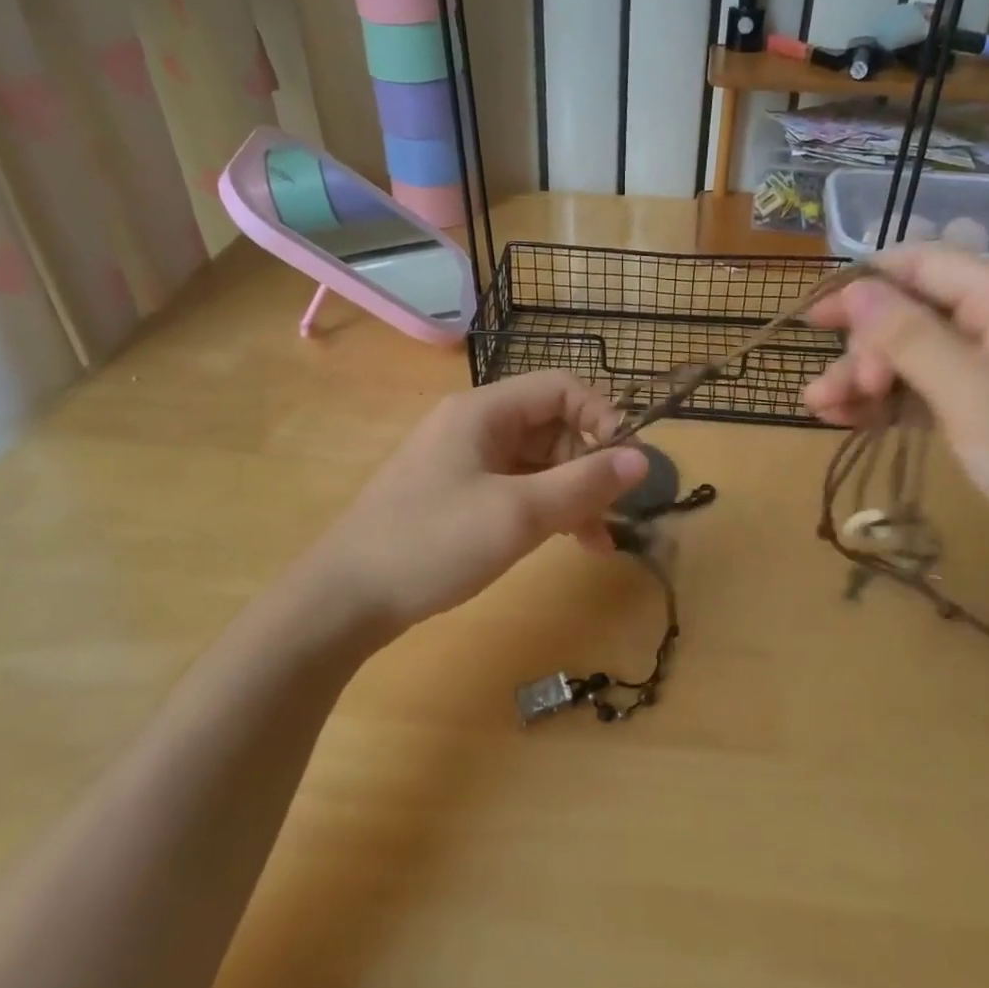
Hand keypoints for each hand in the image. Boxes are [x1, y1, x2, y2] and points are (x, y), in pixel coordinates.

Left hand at [309, 371, 647, 633]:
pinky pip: (516, 489)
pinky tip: (568, 542)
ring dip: (572, 493)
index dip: (602, 417)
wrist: (345, 599)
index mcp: (484, 412)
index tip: (627, 462)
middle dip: (589, 464)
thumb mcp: (518, 514)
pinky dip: (545, 509)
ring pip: (537, 462)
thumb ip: (583, 483)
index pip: (561, 388)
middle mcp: (475, 427)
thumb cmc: (433, 543)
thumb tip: (644, 458)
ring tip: (601, 540)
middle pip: (551, 426)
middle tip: (616, 509)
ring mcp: (463, 463)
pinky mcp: (457, 496)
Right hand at [802, 247, 988, 588]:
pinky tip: (853, 423)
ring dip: (865, 380)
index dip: (861, 285)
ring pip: (913, 357)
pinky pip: (928, 393)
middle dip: (863, 349)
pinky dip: (890, 405)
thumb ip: (907, 335)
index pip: (920, 264)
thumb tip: (855, 288)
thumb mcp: (970, 391)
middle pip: (910, 314)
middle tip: (835, 395)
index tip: (812, 321)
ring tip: (822, 412)